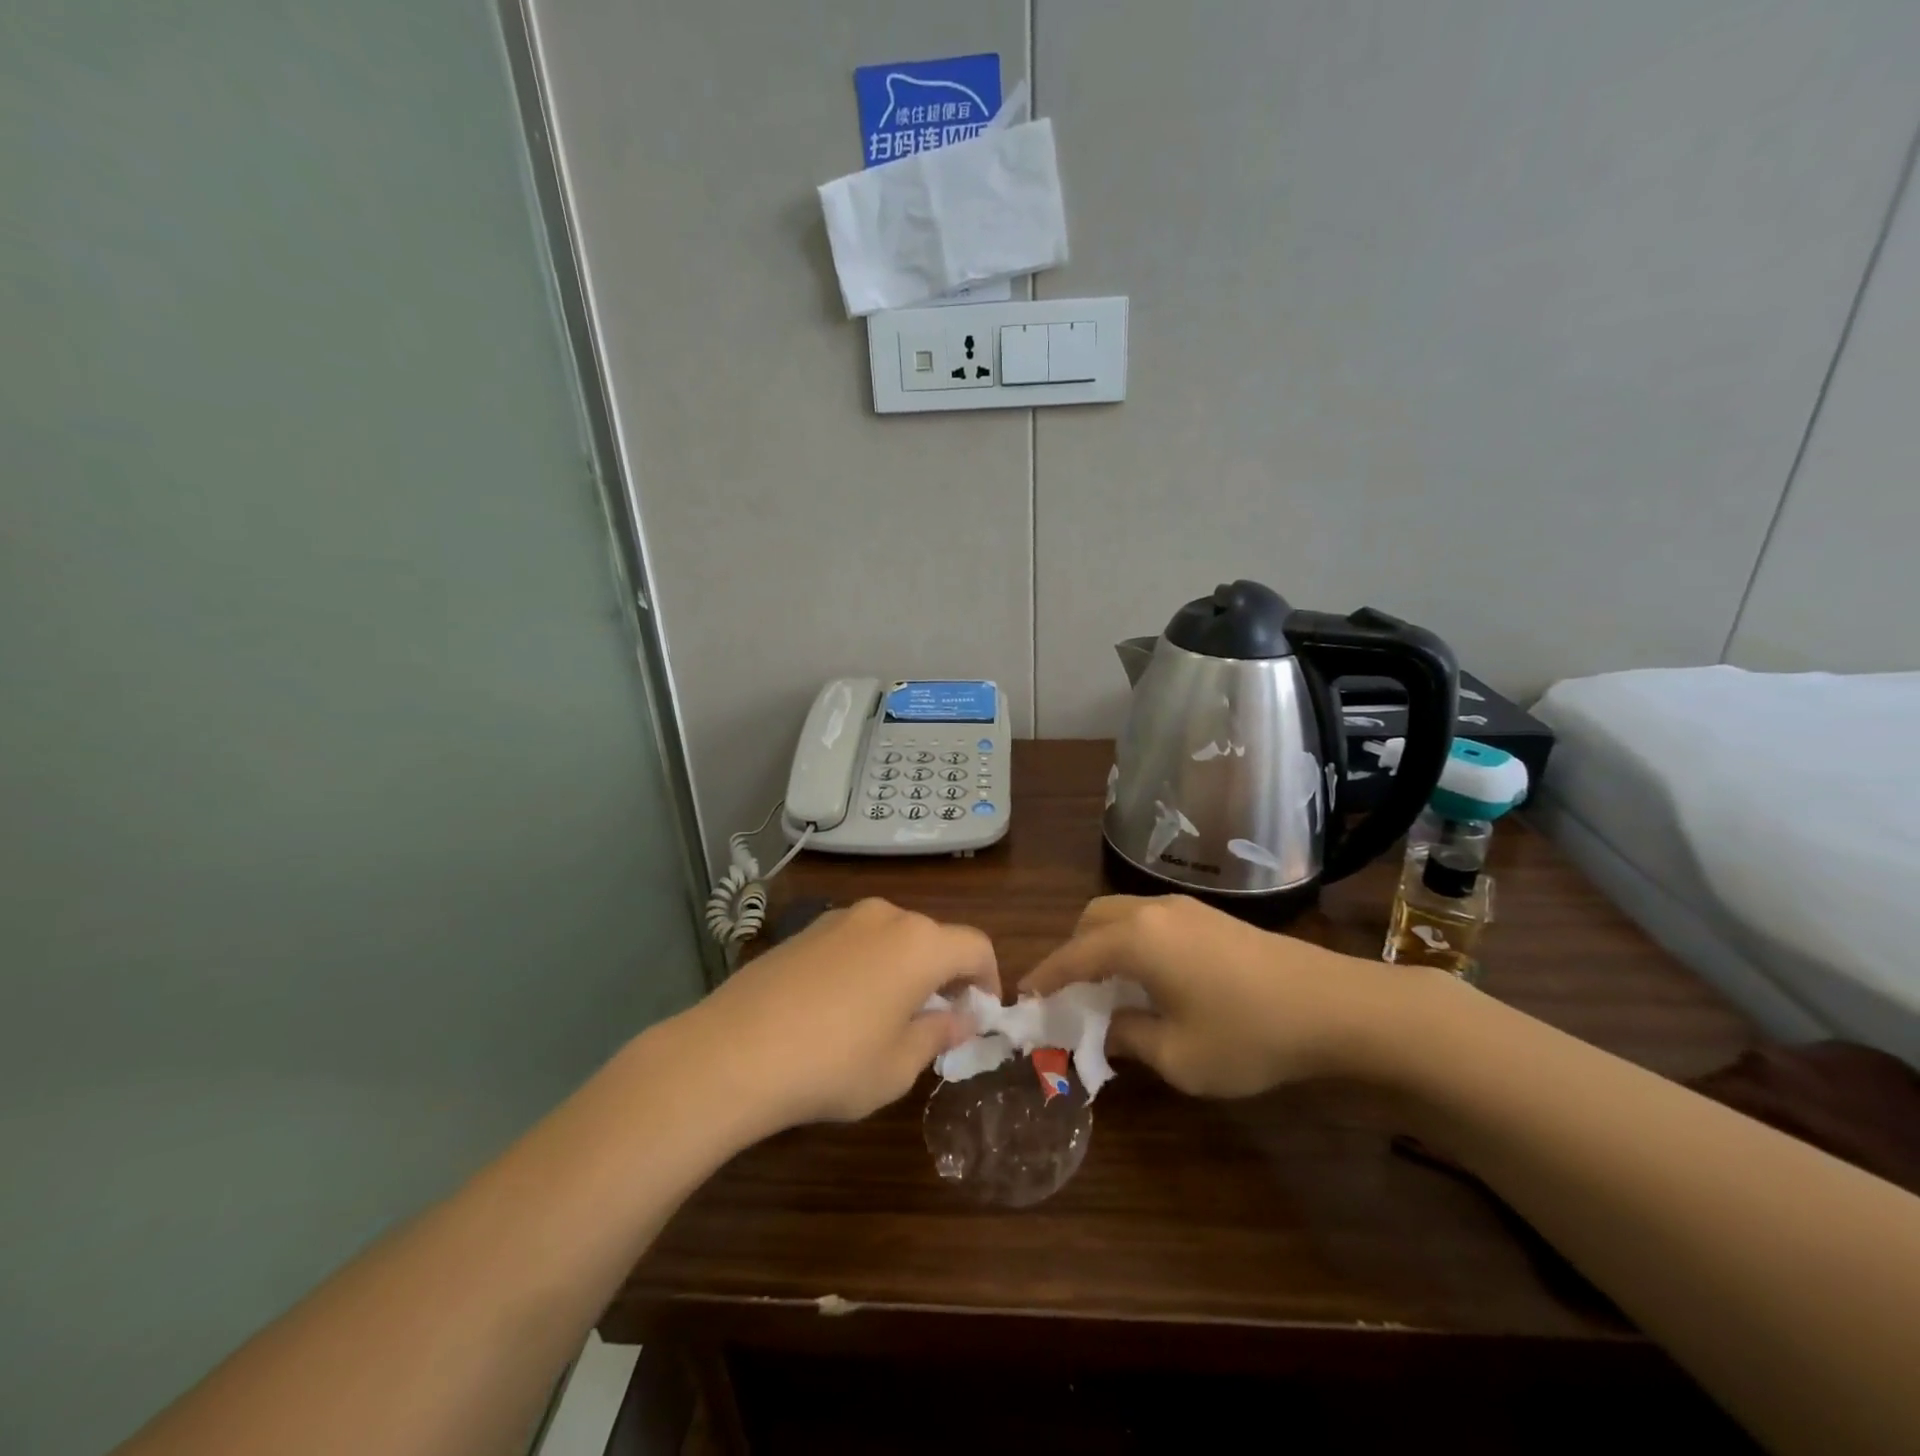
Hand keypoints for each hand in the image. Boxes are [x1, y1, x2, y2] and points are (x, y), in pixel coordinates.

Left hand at [673, 898, 998, 1132]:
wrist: (733, 1051)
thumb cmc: (833, 1064)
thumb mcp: (898, 1065)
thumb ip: (938, 1034)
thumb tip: (959, 1018)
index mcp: (919, 944)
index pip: (975, 946)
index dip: (988, 979)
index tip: (980, 1014)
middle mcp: (886, 917)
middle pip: (934, 938)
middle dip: (944, 975)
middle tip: (936, 1021)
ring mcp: (841, 918)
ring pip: (893, 937)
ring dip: (904, 968)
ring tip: (887, 1015)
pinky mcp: (806, 929)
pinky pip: (856, 940)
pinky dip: (868, 964)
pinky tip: (842, 1006)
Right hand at [1020, 895, 1388, 1097]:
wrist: (1333, 1006)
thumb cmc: (1248, 1034)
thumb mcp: (1179, 1056)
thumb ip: (1129, 1038)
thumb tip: (1107, 1027)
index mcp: (1136, 940)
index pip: (1074, 954)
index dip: (1046, 975)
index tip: (1025, 995)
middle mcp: (1153, 912)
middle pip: (1093, 919)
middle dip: (1074, 951)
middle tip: (1072, 992)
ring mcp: (1186, 909)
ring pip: (1123, 914)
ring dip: (1104, 943)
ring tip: (1110, 986)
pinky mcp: (1211, 916)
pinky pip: (1151, 920)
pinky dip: (1133, 941)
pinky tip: (1152, 977)